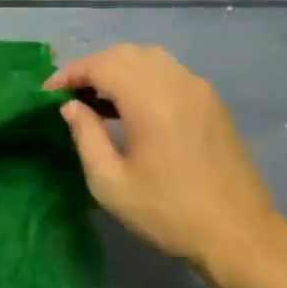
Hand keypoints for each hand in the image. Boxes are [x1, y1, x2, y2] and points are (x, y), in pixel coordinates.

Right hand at [46, 45, 285, 276]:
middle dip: (93, 67)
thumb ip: (86, 137)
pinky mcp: (213, 103)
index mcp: (150, 101)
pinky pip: (172, 73)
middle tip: (70, 94)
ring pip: (152, 58)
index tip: (49, 92)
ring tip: (98, 98)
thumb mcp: (111, 183)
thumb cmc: (167, 213)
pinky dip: (144, 77)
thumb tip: (71, 107)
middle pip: (127, 54)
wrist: (237, 233)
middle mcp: (178, 84)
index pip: (102, 65)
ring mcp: (200, 91)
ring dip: (119, 69)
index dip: (71, 73)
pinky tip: (132, 107)